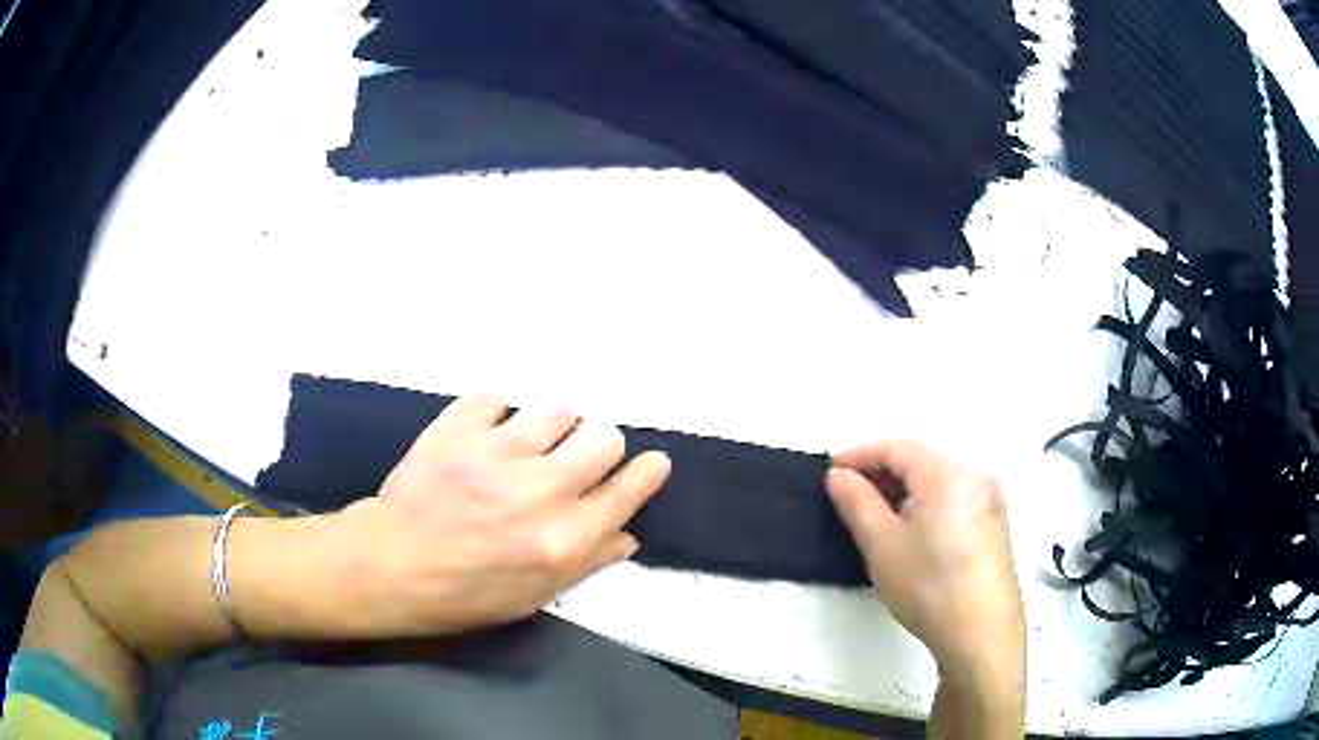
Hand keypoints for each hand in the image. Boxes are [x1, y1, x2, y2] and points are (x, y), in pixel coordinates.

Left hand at [332, 395, 671, 636]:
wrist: (391, 564)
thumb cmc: (464, 593)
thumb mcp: (534, 595)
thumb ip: (587, 561)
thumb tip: (627, 534)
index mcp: (564, 538)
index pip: (627, 490)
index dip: (647, 472)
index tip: (651, 464)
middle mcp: (541, 489)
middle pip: (604, 437)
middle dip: (600, 446)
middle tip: (577, 458)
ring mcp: (498, 451)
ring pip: (557, 411)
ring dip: (551, 428)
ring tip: (527, 446)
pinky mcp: (459, 427)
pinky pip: (496, 398)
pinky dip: (495, 415)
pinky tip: (483, 437)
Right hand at [825, 440, 1023, 685]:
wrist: (982, 635)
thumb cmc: (929, 587)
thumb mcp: (882, 545)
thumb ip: (856, 502)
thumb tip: (839, 475)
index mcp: (948, 475)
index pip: (897, 447)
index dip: (860, 455)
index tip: (830, 473)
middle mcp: (975, 477)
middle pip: (920, 462)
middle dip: (881, 474)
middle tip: (848, 498)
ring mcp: (990, 502)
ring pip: (937, 482)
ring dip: (902, 492)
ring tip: (874, 518)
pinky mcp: (993, 526)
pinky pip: (952, 501)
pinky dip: (925, 506)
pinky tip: (910, 534)